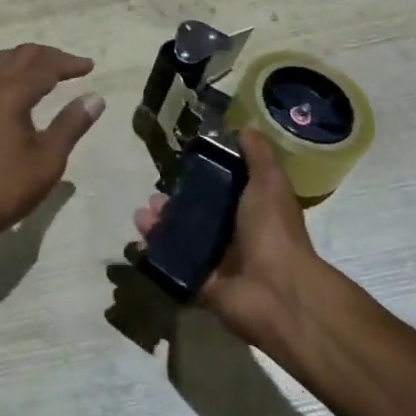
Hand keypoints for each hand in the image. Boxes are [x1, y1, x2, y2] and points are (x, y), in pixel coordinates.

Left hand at [0, 44, 104, 255]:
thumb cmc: (4, 189)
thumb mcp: (47, 161)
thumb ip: (71, 125)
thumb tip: (95, 98)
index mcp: (10, 94)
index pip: (44, 66)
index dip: (69, 63)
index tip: (90, 66)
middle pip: (20, 55)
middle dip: (48, 56)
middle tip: (72, 67)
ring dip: (25, 61)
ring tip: (45, 73)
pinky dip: (5, 75)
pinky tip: (10, 94)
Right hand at [134, 128, 321, 342]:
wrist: (275, 290)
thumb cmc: (273, 229)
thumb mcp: (269, 181)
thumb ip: (257, 154)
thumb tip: (245, 125)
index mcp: (252, 209)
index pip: (223, 188)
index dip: (202, 176)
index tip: (181, 164)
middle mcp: (235, 234)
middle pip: (197, 213)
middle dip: (173, 202)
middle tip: (154, 195)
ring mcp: (217, 261)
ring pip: (181, 238)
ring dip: (159, 224)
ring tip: (142, 215)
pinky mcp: (200, 283)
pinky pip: (172, 265)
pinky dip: (155, 253)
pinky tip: (140, 238)